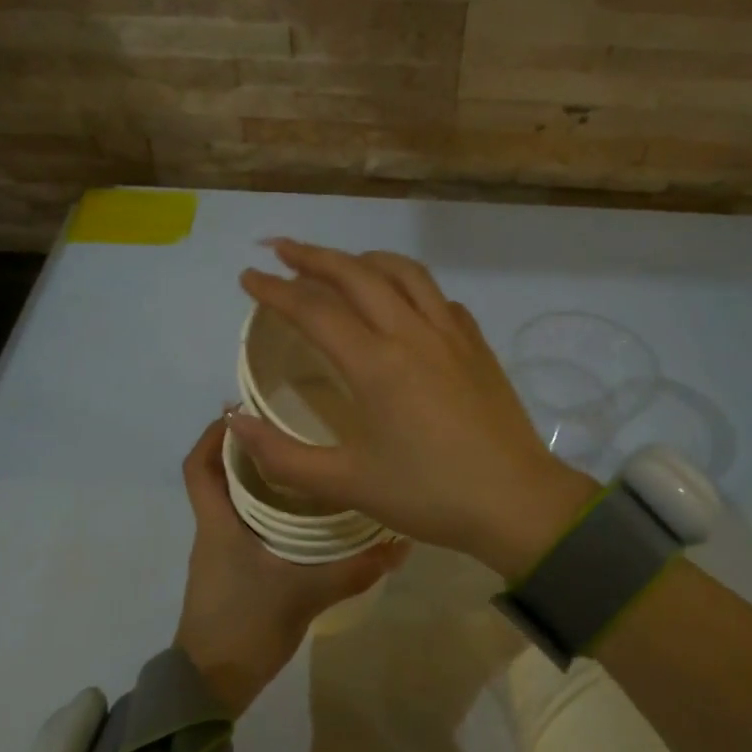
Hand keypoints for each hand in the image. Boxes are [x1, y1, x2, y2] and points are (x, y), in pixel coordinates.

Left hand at [173, 418, 407, 715]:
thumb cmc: (246, 624)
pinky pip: (245, 525)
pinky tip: (303, 515)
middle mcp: (214, 529)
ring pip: (234, 501)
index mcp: (218, 522)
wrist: (212, 685)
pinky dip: (267, 509)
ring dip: (260, 479)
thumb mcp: (305, 593)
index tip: (244, 411)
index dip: (215, 434)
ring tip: (304, 463)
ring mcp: (220, 553)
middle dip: (249, 449)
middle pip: (219, 475)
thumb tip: (400, 544)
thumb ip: (354, 569)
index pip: (199, 465)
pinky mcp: (232, 572)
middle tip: (291, 429)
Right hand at [231, 241, 597, 581]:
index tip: (248, 277)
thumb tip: (235, 422)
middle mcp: (412, 333)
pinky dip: (408, 285)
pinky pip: (437, 297)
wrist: (516, 501)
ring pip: (404, 272)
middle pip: (357, 274)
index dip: (275, 290)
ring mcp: (451, 333)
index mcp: (376, 364)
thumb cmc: (429, 494)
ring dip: (364, 259)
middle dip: (313, 256)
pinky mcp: (477, 344)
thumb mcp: (347, 484)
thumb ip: (283, 456)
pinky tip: (402, 302)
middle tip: (281, 249)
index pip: (314, 310)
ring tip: (339, 263)